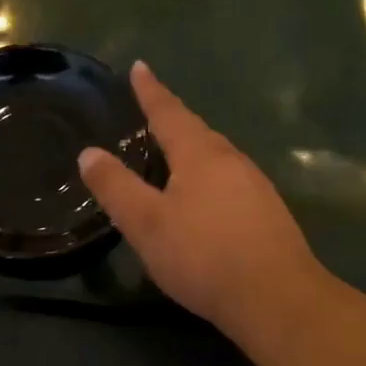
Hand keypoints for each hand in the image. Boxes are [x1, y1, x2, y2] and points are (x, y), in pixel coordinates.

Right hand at [78, 63, 325, 340]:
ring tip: (175, 154)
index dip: (151, 91)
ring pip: (217, 158)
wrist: (276, 298)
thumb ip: (116, 187)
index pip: (169, 113)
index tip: (140, 67)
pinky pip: (230, 181)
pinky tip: (206, 199)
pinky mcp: (268, 213)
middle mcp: (232, 161)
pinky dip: (210, 177)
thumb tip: (89, 152)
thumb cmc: (203, 256)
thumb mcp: (146, 223)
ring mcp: (256, 186)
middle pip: (198, 132)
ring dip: (194, 149)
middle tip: (152, 113)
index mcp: (200, 155)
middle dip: (174, 120)